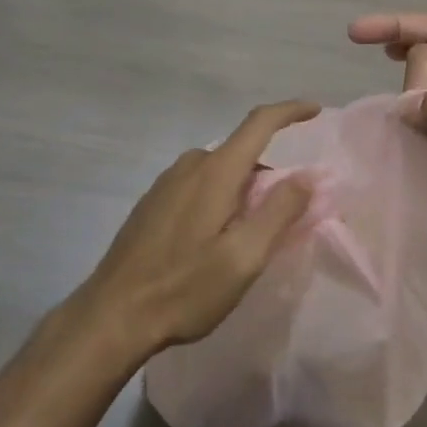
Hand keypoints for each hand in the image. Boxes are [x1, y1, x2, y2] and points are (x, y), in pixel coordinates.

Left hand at [78, 100, 319, 354]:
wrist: (111, 316)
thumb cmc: (183, 288)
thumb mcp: (243, 257)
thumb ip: (279, 212)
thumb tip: (308, 175)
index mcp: (215, 171)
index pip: (259, 123)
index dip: (289, 111)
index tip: (314, 110)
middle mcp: (190, 166)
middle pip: (241, 152)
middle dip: (269, 175)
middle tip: (284, 217)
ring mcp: (166, 183)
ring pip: (219, 171)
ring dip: (242, 189)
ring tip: (248, 236)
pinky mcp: (152, 202)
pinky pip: (197, 185)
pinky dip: (218, 198)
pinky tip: (213, 240)